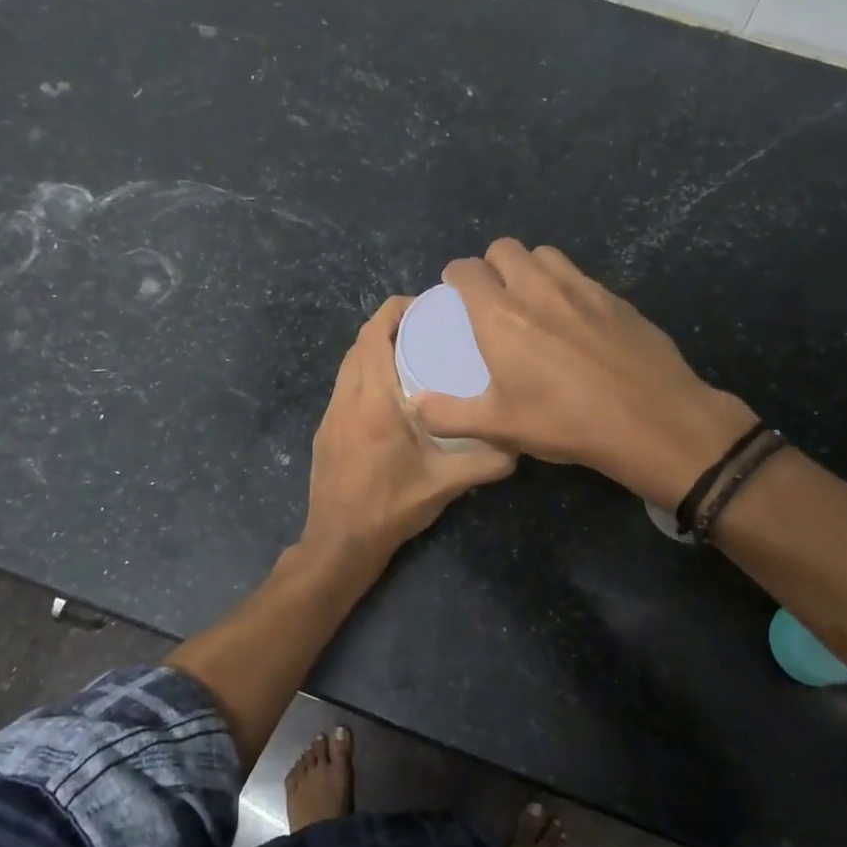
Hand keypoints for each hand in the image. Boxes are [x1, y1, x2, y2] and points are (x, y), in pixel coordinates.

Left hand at [300, 296, 515, 570]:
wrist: (339, 542)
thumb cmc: (390, 507)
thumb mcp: (445, 484)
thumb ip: (486, 461)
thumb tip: (521, 443)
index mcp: (373, 400)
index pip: (375, 335)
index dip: (395, 311)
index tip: (425, 304)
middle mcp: (346, 398)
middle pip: (360, 343)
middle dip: (389, 326)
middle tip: (427, 328)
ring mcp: (331, 414)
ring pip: (348, 365)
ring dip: (374, 350)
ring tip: (411, 354)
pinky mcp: (326, 430)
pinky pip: (344, 386)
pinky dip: (364, 373)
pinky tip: (390, 394)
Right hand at [409, 240, 753, 509]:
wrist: (652, 419)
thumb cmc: (565, 422)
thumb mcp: (499, 427)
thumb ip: (449, 415)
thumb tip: (416, 405)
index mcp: (500, 315)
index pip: (467, 269)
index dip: (455, 275)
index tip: (455, 291)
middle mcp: (538, 288)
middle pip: (505, 248)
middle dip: (492, 264)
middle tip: (494, 296)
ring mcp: (582, 288)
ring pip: (546, 255)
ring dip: (530, 268)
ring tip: (533, 300)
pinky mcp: (616, 298)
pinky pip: (580, 276)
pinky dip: (566, 286)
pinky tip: (575, 321)